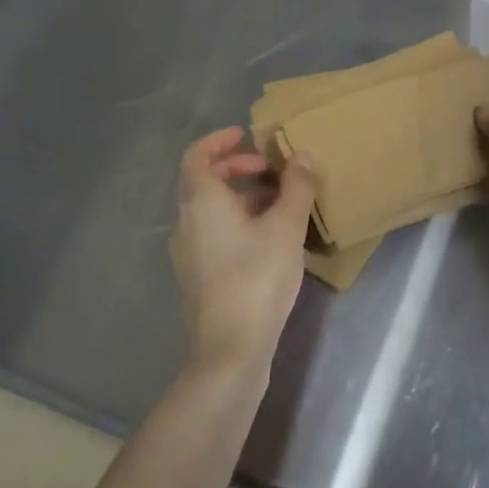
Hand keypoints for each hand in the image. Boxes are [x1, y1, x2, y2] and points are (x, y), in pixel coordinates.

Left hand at [171, 127, 316, 381]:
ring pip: (209, 208)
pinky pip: (213, 231)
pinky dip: (236, 220)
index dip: (219, 140)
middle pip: (202, 180)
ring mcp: (188, 252)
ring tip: (278, 203)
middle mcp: (186, 222)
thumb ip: (296, 186)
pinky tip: (268, 238)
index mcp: (201, 201)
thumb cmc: (256, 278)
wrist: (229, 351)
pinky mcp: (197, 275)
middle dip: (236, 168)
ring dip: (240, 196)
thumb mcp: (286, 227)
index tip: (246, 135)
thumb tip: (302, 156)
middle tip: (270, 170)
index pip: (196, 155)